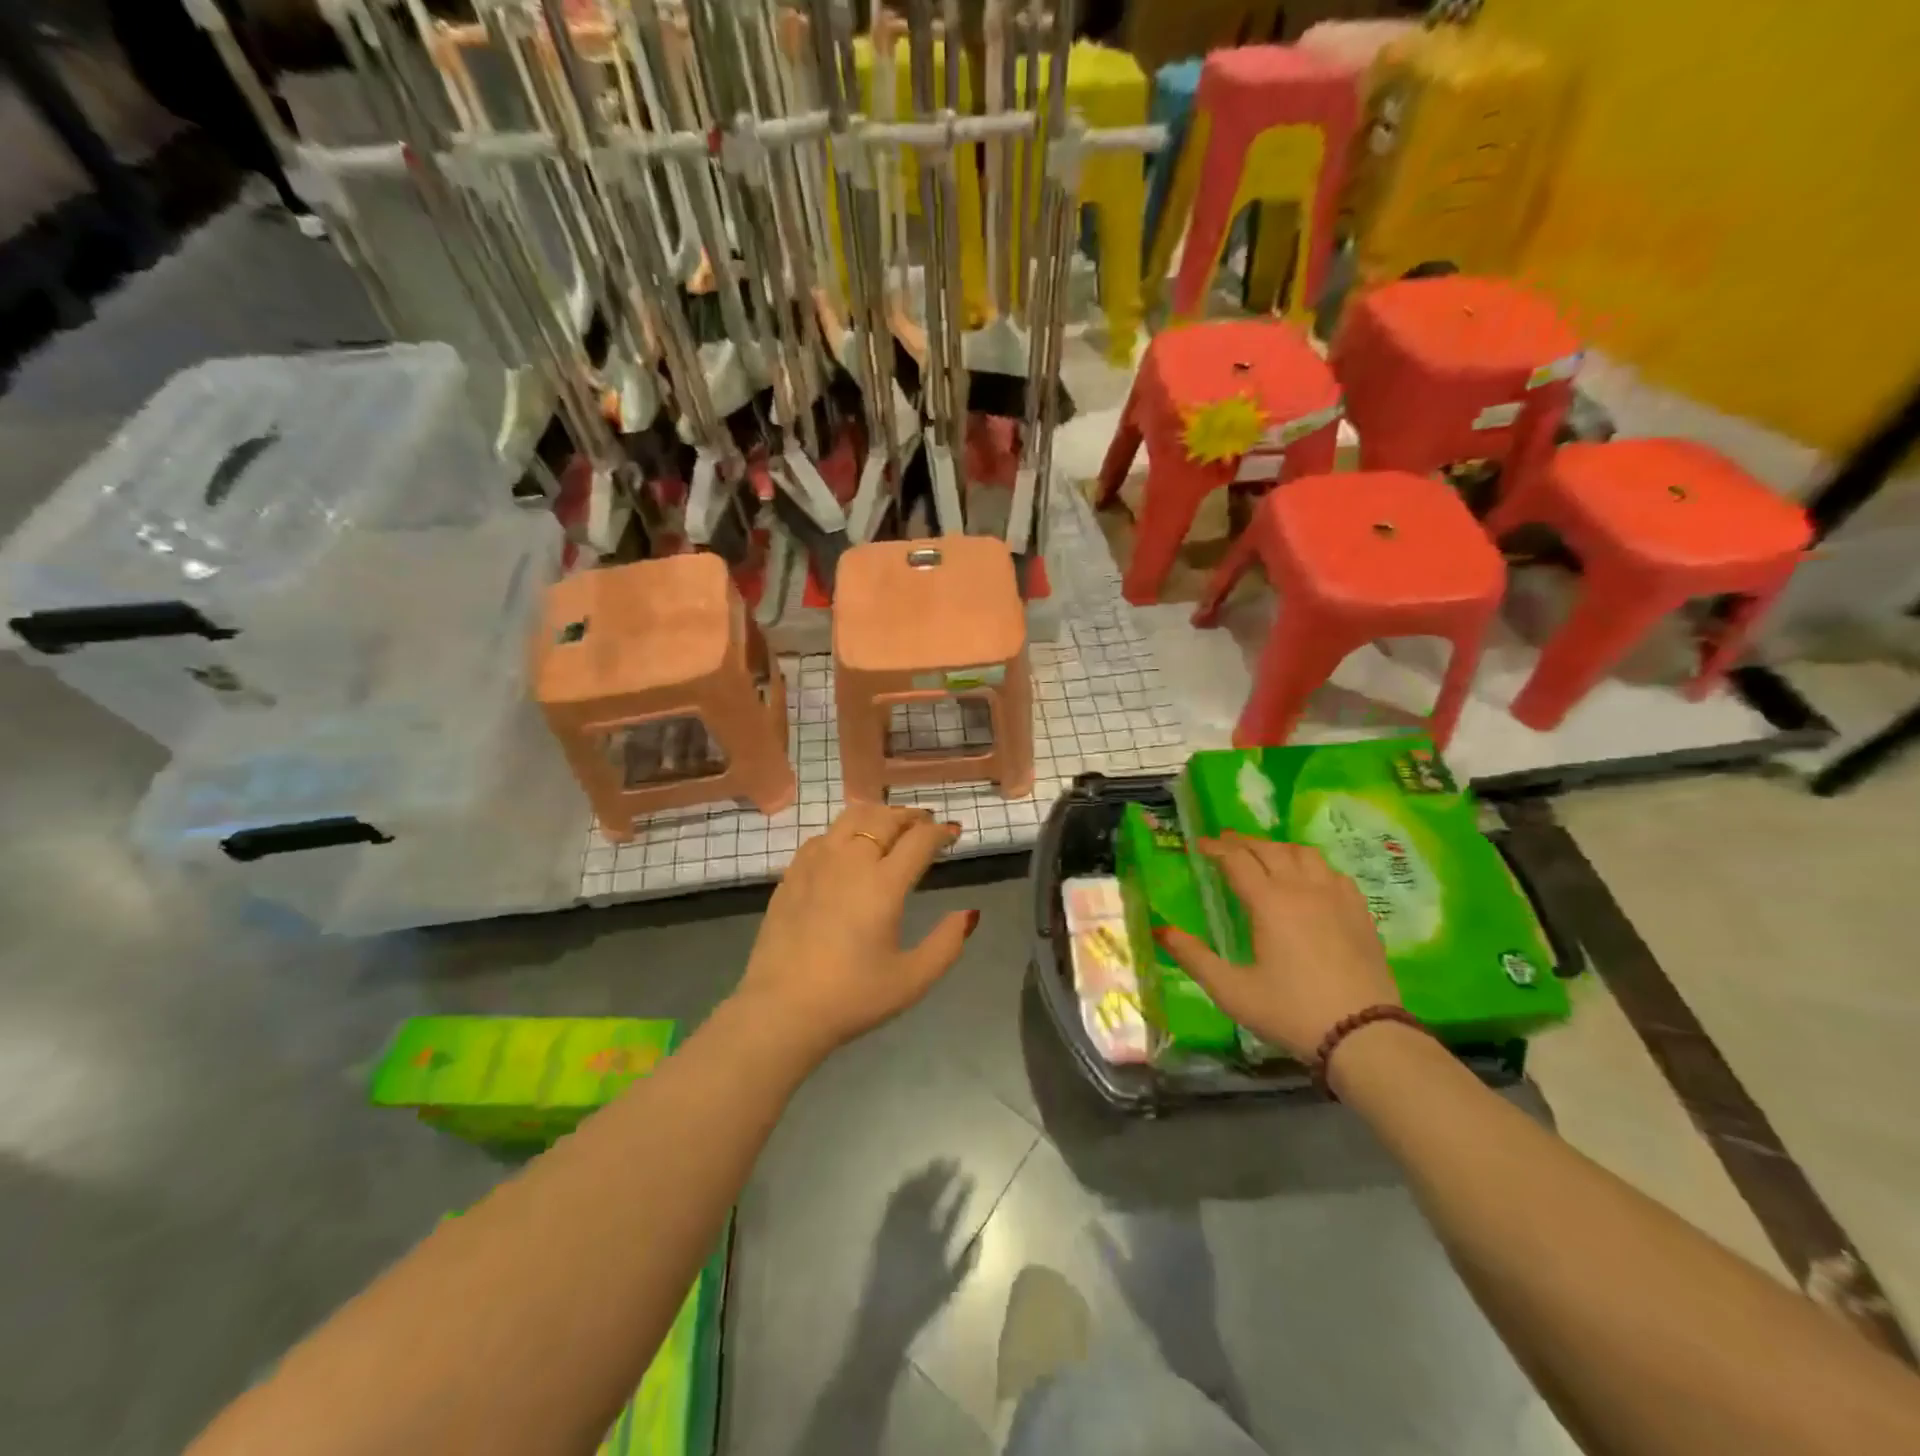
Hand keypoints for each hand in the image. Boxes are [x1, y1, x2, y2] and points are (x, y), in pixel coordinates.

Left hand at [733, 804, 975, 1063]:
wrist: (781, 1009)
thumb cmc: (851, 997)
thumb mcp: (912, 980)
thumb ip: (947, 944)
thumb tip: (969, 913)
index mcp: (883, 884)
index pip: (919, 840)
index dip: (941, 832)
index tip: (953, 833)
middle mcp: (850, 861)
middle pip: (885, 818)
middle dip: (911, 816)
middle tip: (926, 823)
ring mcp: (816, 863)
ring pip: (851, 818)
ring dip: (878, 815)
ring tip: (890, 825)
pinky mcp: (792, 874)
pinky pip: (823, 836)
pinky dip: (845, 831)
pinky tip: (847, 846)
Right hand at [1154, 833, 1399, 1060]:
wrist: (1365, 1036)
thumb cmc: (1291, 1012)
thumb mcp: (1232, 991)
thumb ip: (1194, 957)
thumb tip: (1160, 930)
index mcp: (1269, 903)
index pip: (1237, 860)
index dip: (1216, 848)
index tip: (1200, 844)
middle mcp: (1302, 889)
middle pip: (1270, 849)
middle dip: (1243, 842)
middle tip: (1225, 842)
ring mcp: (1336, 898)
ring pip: (1305, 854)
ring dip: (1279, 848)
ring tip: (1265, 854)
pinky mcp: (1360, 913)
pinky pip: (1334, 873)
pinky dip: (1313, 865)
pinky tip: (1310, 878)